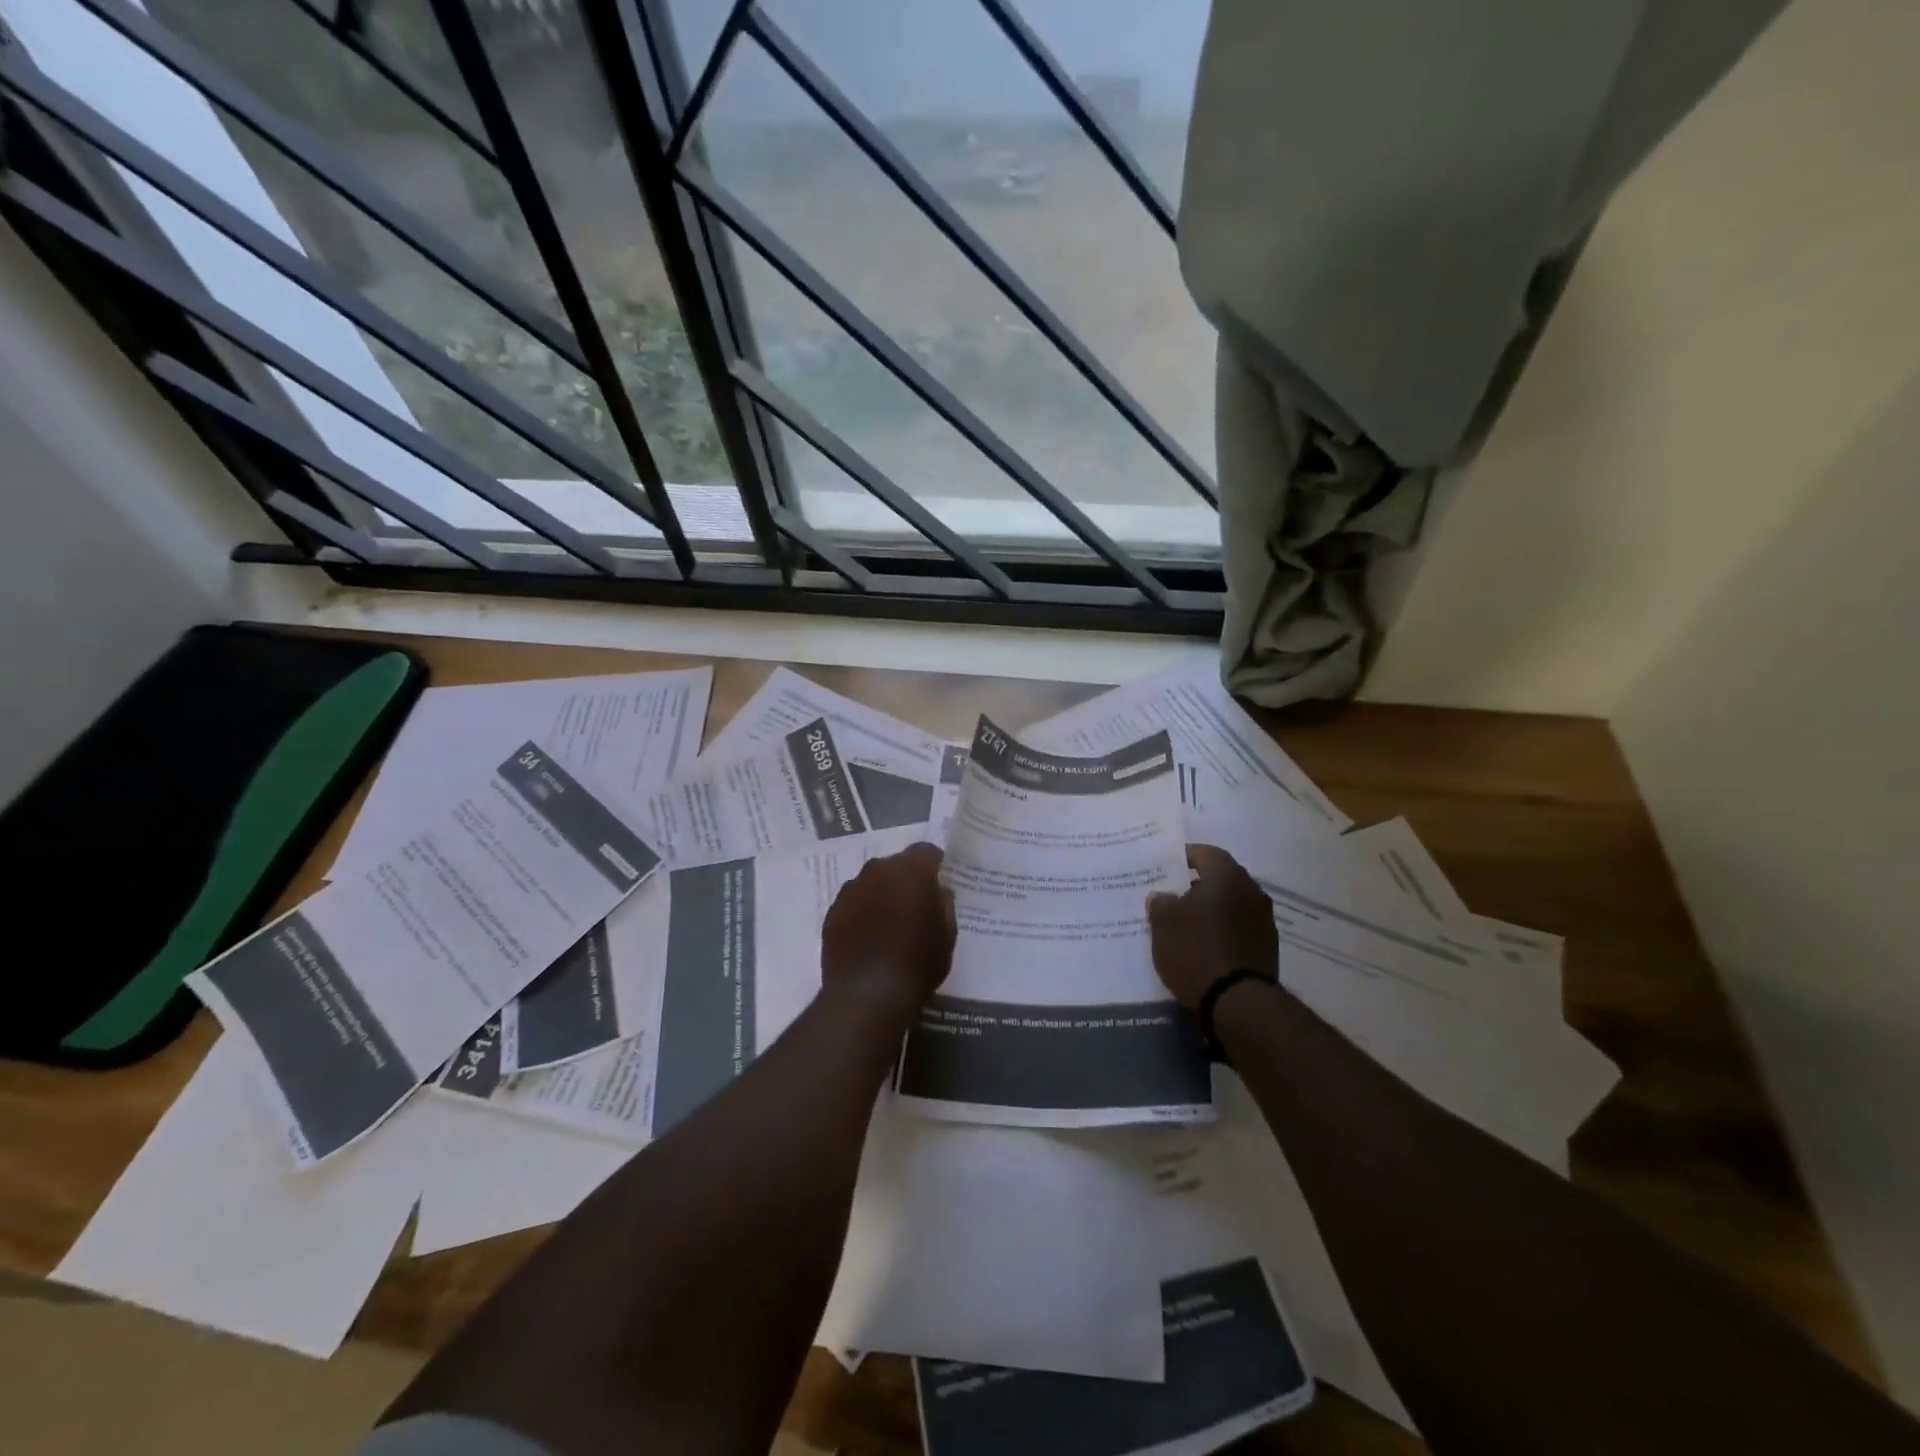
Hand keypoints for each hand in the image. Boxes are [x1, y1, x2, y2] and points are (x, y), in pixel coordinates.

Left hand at [821, 842, 954, 1019]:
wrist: (866, 994)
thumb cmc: (917, 962)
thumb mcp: (947, 935)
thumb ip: (944, 905)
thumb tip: (938, 891)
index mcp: (911, 870)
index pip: (926, 851)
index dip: (934, 864)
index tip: (939, 880)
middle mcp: (878, 870)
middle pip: (896, 864)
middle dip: (906, 879)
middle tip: (915, 904)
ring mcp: (851, 889)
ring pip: (872, 882)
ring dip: (881, 893)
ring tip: (889, 922)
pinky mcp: (832, 911)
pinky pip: (853, 902)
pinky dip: (862, 912)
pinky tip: (868, 936)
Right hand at [1147, 844, 1277, 1008]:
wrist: (1238, 1003)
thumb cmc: (1196, 951)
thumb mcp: (1163, 924)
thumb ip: (1161, 903)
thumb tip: (1163, 896)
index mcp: (1228, 876)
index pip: (1205, 853)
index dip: (1183, 856)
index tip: (1164, 866)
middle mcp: (1252, 892)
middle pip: (1220, 879)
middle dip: (1196, 885)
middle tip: (1172, 896)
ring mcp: (1264, 921)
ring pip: (1231, 905)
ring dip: (1211, 910)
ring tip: (1186, 924)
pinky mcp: (1267, 948)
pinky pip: (1238, 929)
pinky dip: (1222, 931)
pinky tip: (1204, 946)